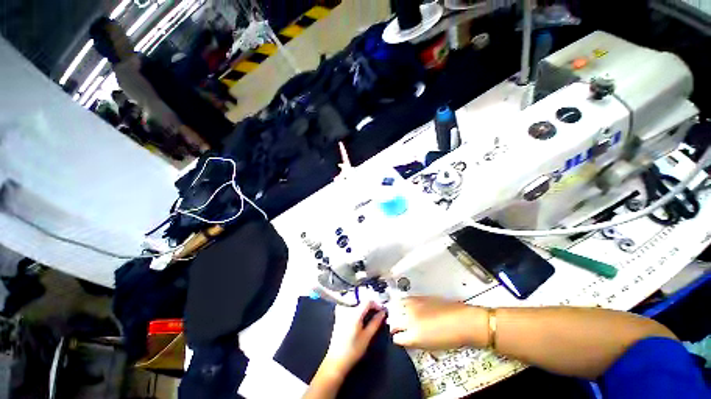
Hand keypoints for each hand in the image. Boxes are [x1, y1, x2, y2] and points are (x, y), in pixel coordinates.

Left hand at [323, 301, 385, 375]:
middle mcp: (347, 309)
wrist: (336, 361)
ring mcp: (341, 311)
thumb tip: (383, 312)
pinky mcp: (338, 315)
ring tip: (370, 314)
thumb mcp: (367, 337)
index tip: (382, 311)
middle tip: (377, 313)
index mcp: (355, 313)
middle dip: (371, 305)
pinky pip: (349, 306)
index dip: (377, 304)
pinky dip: (356, 308)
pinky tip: (360, 316)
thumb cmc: (353, 350)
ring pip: (356, 302)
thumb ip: (375, 322)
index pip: (368, 301)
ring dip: (364, 306)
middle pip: (361, 300)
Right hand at [388, 296, 485, 350]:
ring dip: (396, 311)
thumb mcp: (429, 346)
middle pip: (393, 321)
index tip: (400, 337)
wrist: (463, 322)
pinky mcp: (418, 296)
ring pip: (396, 308)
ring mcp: (413, 306)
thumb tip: (405, 336)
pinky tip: (406, 305)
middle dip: (394, 325)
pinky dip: (402, 302)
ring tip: (400, 314)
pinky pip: (404, 299)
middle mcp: (410, 320)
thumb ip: (413, 341)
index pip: (396, 337)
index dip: (398, 338)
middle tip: (398, 327)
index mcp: (413, 337)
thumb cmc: (449, 339)